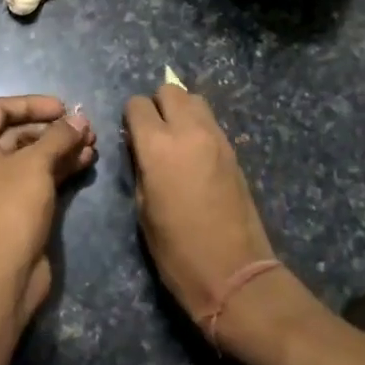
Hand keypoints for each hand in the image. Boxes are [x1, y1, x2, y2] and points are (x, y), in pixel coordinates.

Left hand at [0, 96, 96, 320]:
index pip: (0, 108)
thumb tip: (80, 118)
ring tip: (93, 143)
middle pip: (17, 132)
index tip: (64, 107)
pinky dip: (59, 167)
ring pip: (30, 156)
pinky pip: (36, 177)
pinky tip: (87, 160)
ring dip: (61, 148)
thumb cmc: (9, 207)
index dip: (33, 104)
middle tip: (86, 127)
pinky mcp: (12, 208)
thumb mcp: (35, 163)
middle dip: (53, 129)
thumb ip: (59, 136)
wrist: (1, 275)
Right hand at [124, 85, 277, 329]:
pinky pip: (211, 122)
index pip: (137, 105)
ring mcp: (216, 138)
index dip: (131, 117)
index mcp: (157, 146)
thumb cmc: (177, 251)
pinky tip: (195, 154)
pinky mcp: (233, 151)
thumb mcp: (143, 209)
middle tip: (153, 133)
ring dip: (181, 111)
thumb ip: (140, 167)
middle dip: (157, 105)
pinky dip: (199, 126)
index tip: (131, 136)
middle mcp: (188, 131)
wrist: (234, 274)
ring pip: (195, 100)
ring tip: (176, 140)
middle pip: (170, 91)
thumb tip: (141, 148)